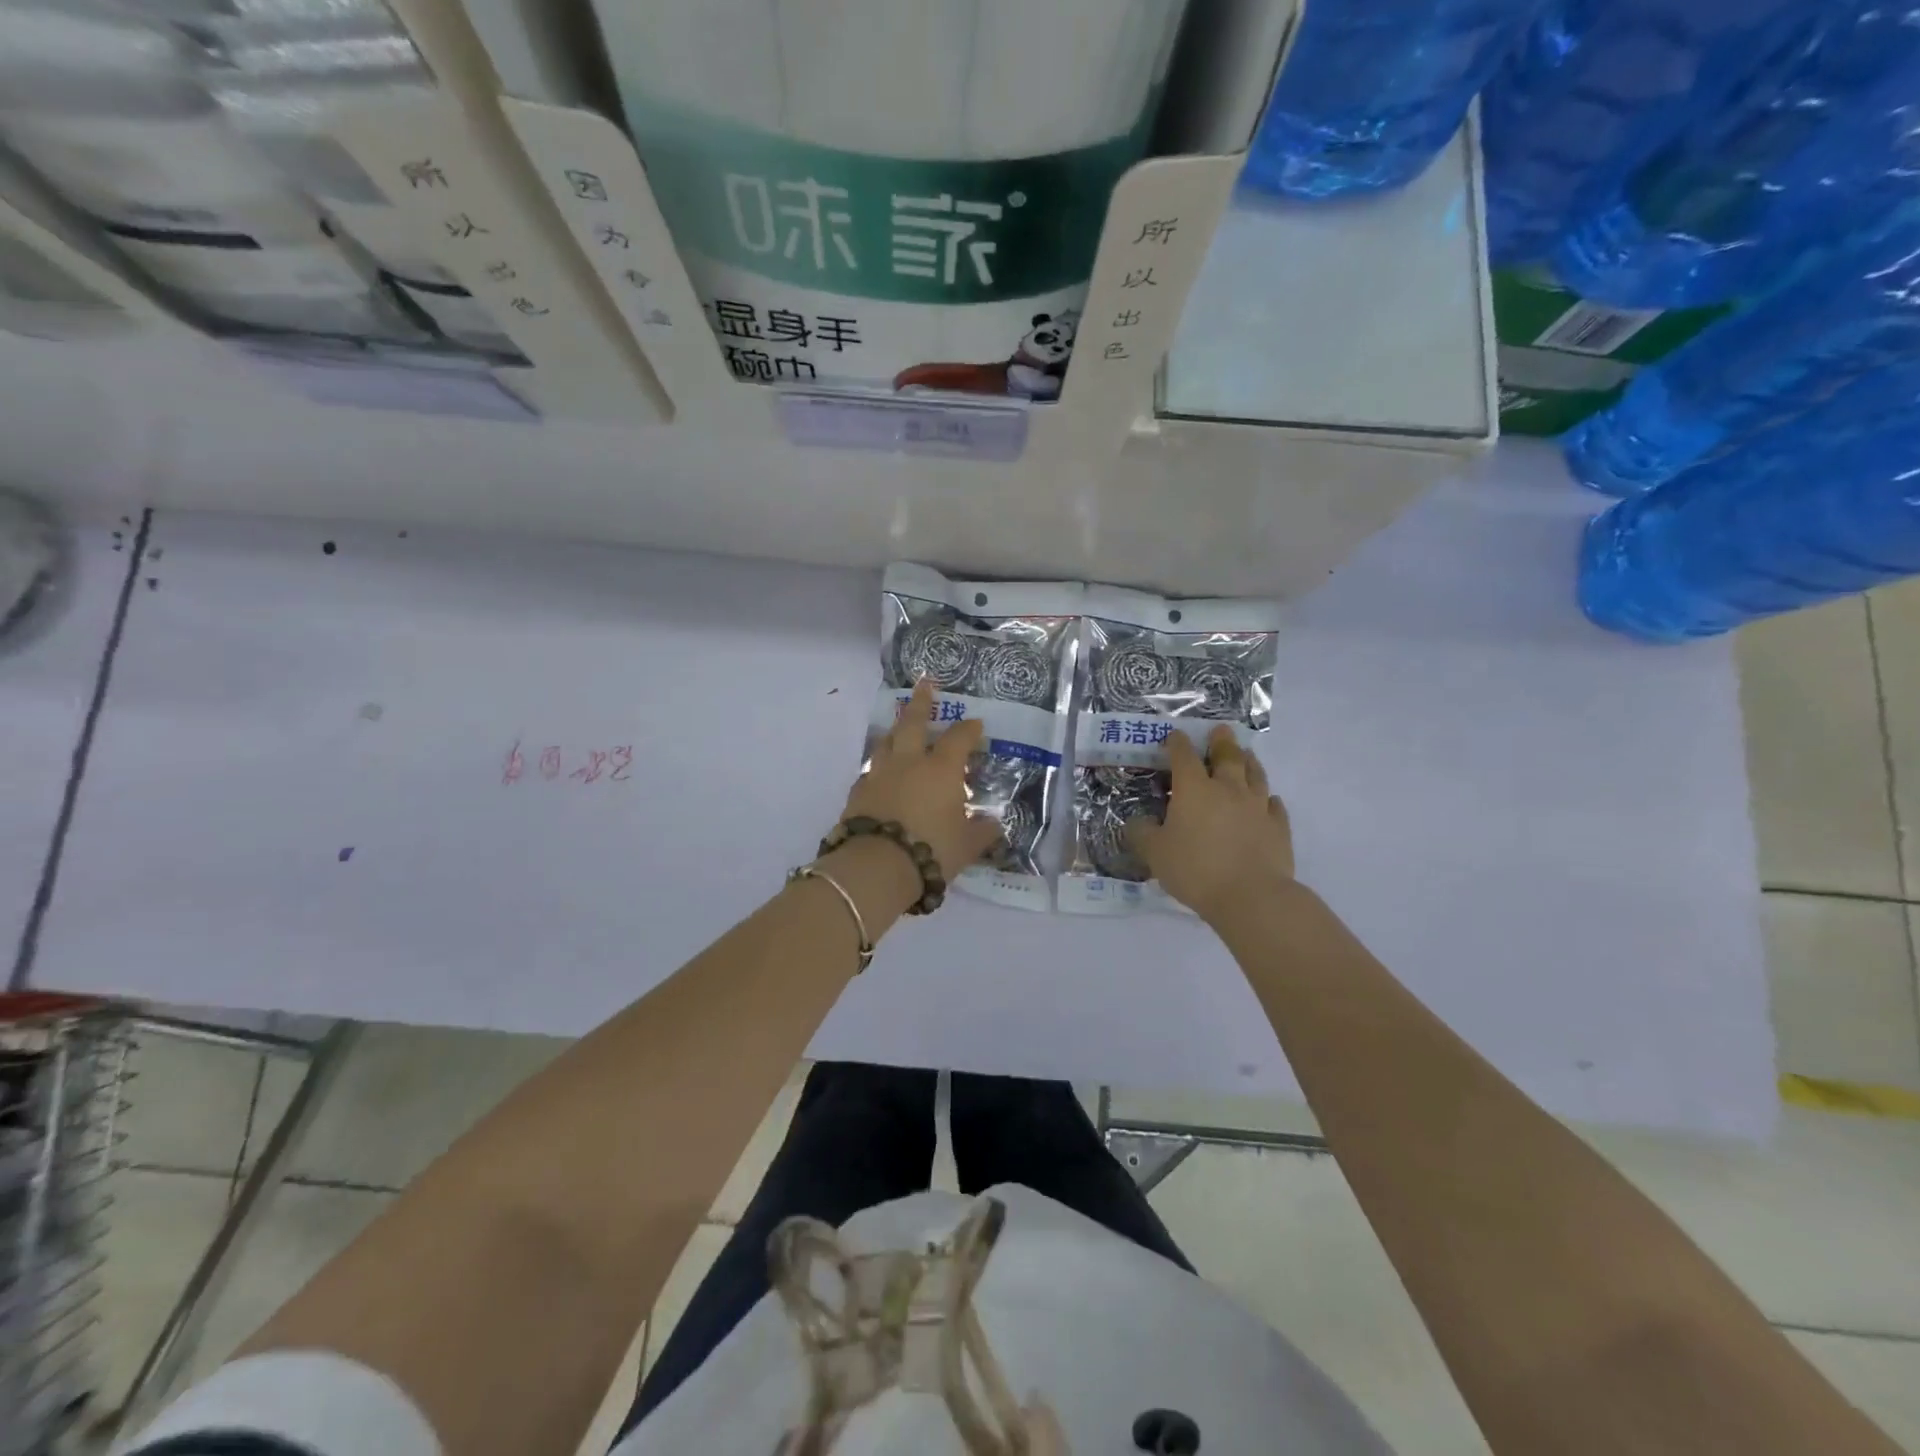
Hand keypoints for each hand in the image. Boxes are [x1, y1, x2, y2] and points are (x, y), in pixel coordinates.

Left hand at [836, 678, 1002, 886]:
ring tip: (899, 728)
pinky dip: (879, 768)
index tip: (976, 724)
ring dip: (895, 732)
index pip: (958, 740)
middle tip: (924, 684)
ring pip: (886, 743)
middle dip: (921, 703)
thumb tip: (994, 825)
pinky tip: (880, 774)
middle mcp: (909, 763)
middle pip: (913, 723)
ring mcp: (879, 775)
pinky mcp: (857, 793)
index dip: (969, 730)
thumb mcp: (967, 846)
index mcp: (941, 770)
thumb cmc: (932, 850)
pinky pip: (870, 772)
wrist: (877, 866)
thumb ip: (982, 832)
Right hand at [1128, 725, 1294, 922]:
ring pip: (1255, 775)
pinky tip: (1269, 800)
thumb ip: (1142, 834)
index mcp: (1194, 790)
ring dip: (1249, 762)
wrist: (1251, 896)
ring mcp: (1257, 806)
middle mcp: (1228, 789)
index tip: (1174, 737)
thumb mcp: (1154, 853)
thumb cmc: (1195, 870)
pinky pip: (1275, 806)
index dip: (1177, 743)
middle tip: (1222, 730)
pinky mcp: (1279, 827)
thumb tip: (1137, 821)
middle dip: (1221, 742)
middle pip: (1227, 756)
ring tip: (1246, 755)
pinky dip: (1269, 799)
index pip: (1184, 756)